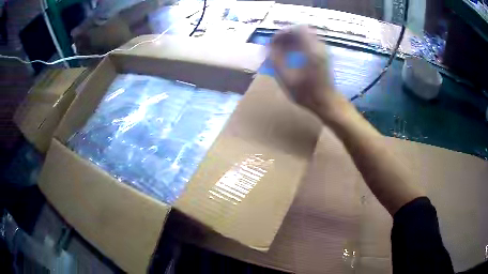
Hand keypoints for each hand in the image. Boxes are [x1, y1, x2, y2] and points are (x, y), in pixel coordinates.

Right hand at [270, 26, 346, 120]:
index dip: (282, 33)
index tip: (273, 42)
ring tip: (282, 51)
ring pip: (305, 36)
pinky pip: (309, 42)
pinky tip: (292, 56)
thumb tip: (267, 48)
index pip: (296, 29)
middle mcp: (319, 46)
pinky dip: (298, 45)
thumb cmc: (307, 94)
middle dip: (286, 36)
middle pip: (301, 30)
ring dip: (292, 40)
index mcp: (311, 50)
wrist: (327, 103)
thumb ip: (276, 61)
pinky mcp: (323, 55)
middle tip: (276, 46)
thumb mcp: (287, 79)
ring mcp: (323, 50)